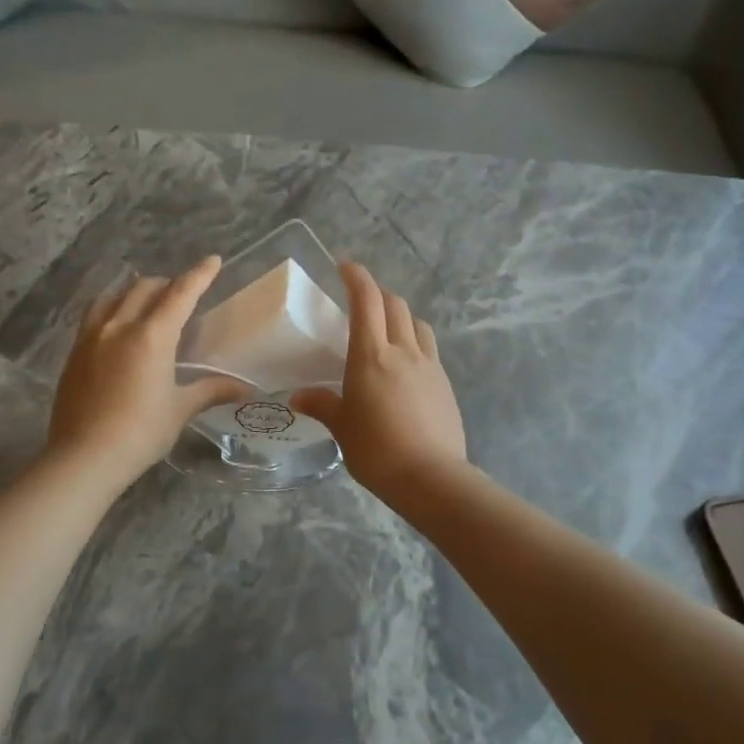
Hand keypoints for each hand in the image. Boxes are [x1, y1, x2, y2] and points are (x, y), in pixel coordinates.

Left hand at [47, 258, 251, 486]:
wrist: (84, 457)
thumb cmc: (141, 432)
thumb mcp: (180, 409)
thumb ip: (210, 390)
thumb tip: (245, 389)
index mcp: (152, 336)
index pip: (181, 293)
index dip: (199, 274)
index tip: (213, 260)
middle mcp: (119, 326)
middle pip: (145, 288)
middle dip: (167, 284)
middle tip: (182, 294)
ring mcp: (91, 337)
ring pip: (114, 297)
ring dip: (134, 292)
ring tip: (146, 304)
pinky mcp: (74, 353)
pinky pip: (94, 316)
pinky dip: (112, 309)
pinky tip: (117, 328)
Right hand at [291, 262, 466, 502]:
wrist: (431, 477)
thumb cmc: (377, 450)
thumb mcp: (342, 428)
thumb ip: (322, 405)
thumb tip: (298, 397)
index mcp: (371, 355)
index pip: (367, 300)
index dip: (357, 277)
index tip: (345, 267)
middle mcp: (403, 350)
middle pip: (395, 304)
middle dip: (378, 294)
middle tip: (361, 303)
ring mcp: (429, 365)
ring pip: (417, 323)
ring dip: (401, 316)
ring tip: (387, 331)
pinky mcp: (445, 383)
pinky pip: (429, 349)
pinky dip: (415, 343)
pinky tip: (406, 366)